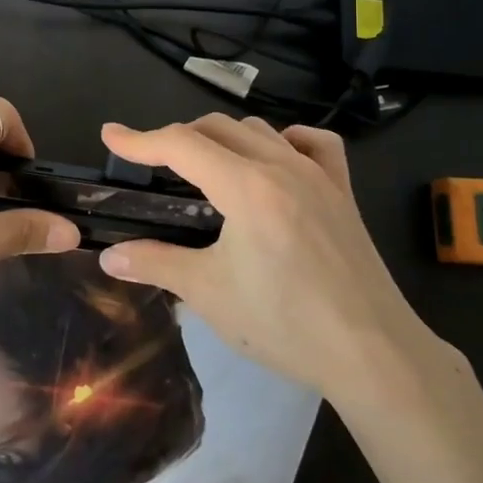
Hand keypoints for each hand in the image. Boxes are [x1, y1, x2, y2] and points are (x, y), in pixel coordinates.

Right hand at [96, 114, 438, 396]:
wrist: (373, 353)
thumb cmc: (285, 323)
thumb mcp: (208, 294)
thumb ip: (155, 263)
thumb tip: (110, 256)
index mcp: (246, 186)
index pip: (181, 144)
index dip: (140, 139)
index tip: (110, 136)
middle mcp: (282, 166)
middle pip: (217, 128)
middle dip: (177, 138)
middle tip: (151, 165)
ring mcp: (318, 176)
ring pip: (260, 132)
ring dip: (223, 138)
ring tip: (203, 167)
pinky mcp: (343, 193)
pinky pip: (315, 145)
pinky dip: (286, 141)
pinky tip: (276, 158)